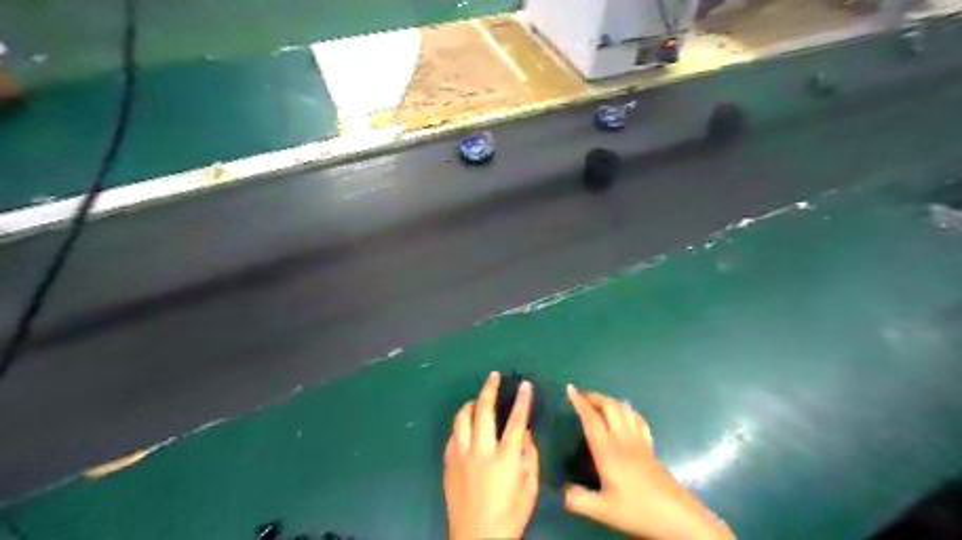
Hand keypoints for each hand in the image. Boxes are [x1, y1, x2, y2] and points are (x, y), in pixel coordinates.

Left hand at [445, 370, 540, 539]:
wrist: (477, 538)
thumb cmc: (510, 515)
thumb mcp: (530, 487)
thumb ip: (529, 455)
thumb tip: (523, 432)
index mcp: (505, 458)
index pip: (516, 420)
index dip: (522, 400)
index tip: (525, 384)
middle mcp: (481, 451)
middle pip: (483, 410)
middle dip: (489, 388)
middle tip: (494, 376)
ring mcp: (461, 455)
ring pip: (461, 418)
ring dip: (471, 403)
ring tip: (477, 399)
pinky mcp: (448, 463)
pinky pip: (453, 435)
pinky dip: (461, 425)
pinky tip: (466, 427)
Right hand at [560, 387, 733, 536]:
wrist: (678, 516)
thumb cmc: (638, 510)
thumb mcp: (603, 511)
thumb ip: (578, 500)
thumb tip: (561, 491)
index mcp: (608, 450)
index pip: (591, 419)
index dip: (579, 403)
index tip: (570, 389)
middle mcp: (623, 439)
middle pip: (609, 407)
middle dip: (594, 397)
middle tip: (580, 396)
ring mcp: (639, 441)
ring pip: (624, 409)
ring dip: (609, 400)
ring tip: (598, 401)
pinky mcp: (650, 447)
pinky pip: (637, 419)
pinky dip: (627, 410)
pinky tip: (625, 412)